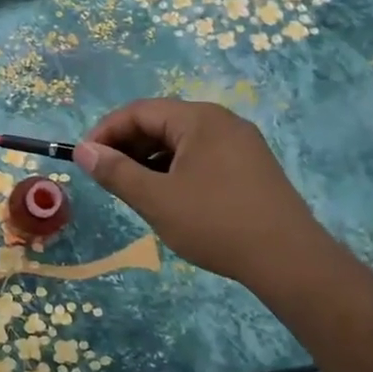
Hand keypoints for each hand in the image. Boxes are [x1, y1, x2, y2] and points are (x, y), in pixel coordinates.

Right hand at [73, 98, 331, 292]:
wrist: (289, 260)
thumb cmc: (215, 223)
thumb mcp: (156, 199)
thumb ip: (115, 171)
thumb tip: (83, 151)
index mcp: (199, 119)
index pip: (139, 111)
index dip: (105, 131)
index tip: (84, 158)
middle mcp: (222, 122)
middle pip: (161, 122)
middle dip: (127, 145)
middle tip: (105, 176)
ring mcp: (241, 144)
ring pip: (180, 141)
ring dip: (149, 159)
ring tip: (132, 189)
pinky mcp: (251, 167)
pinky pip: (201, 156)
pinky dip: (174, 169)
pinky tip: (167, 196)